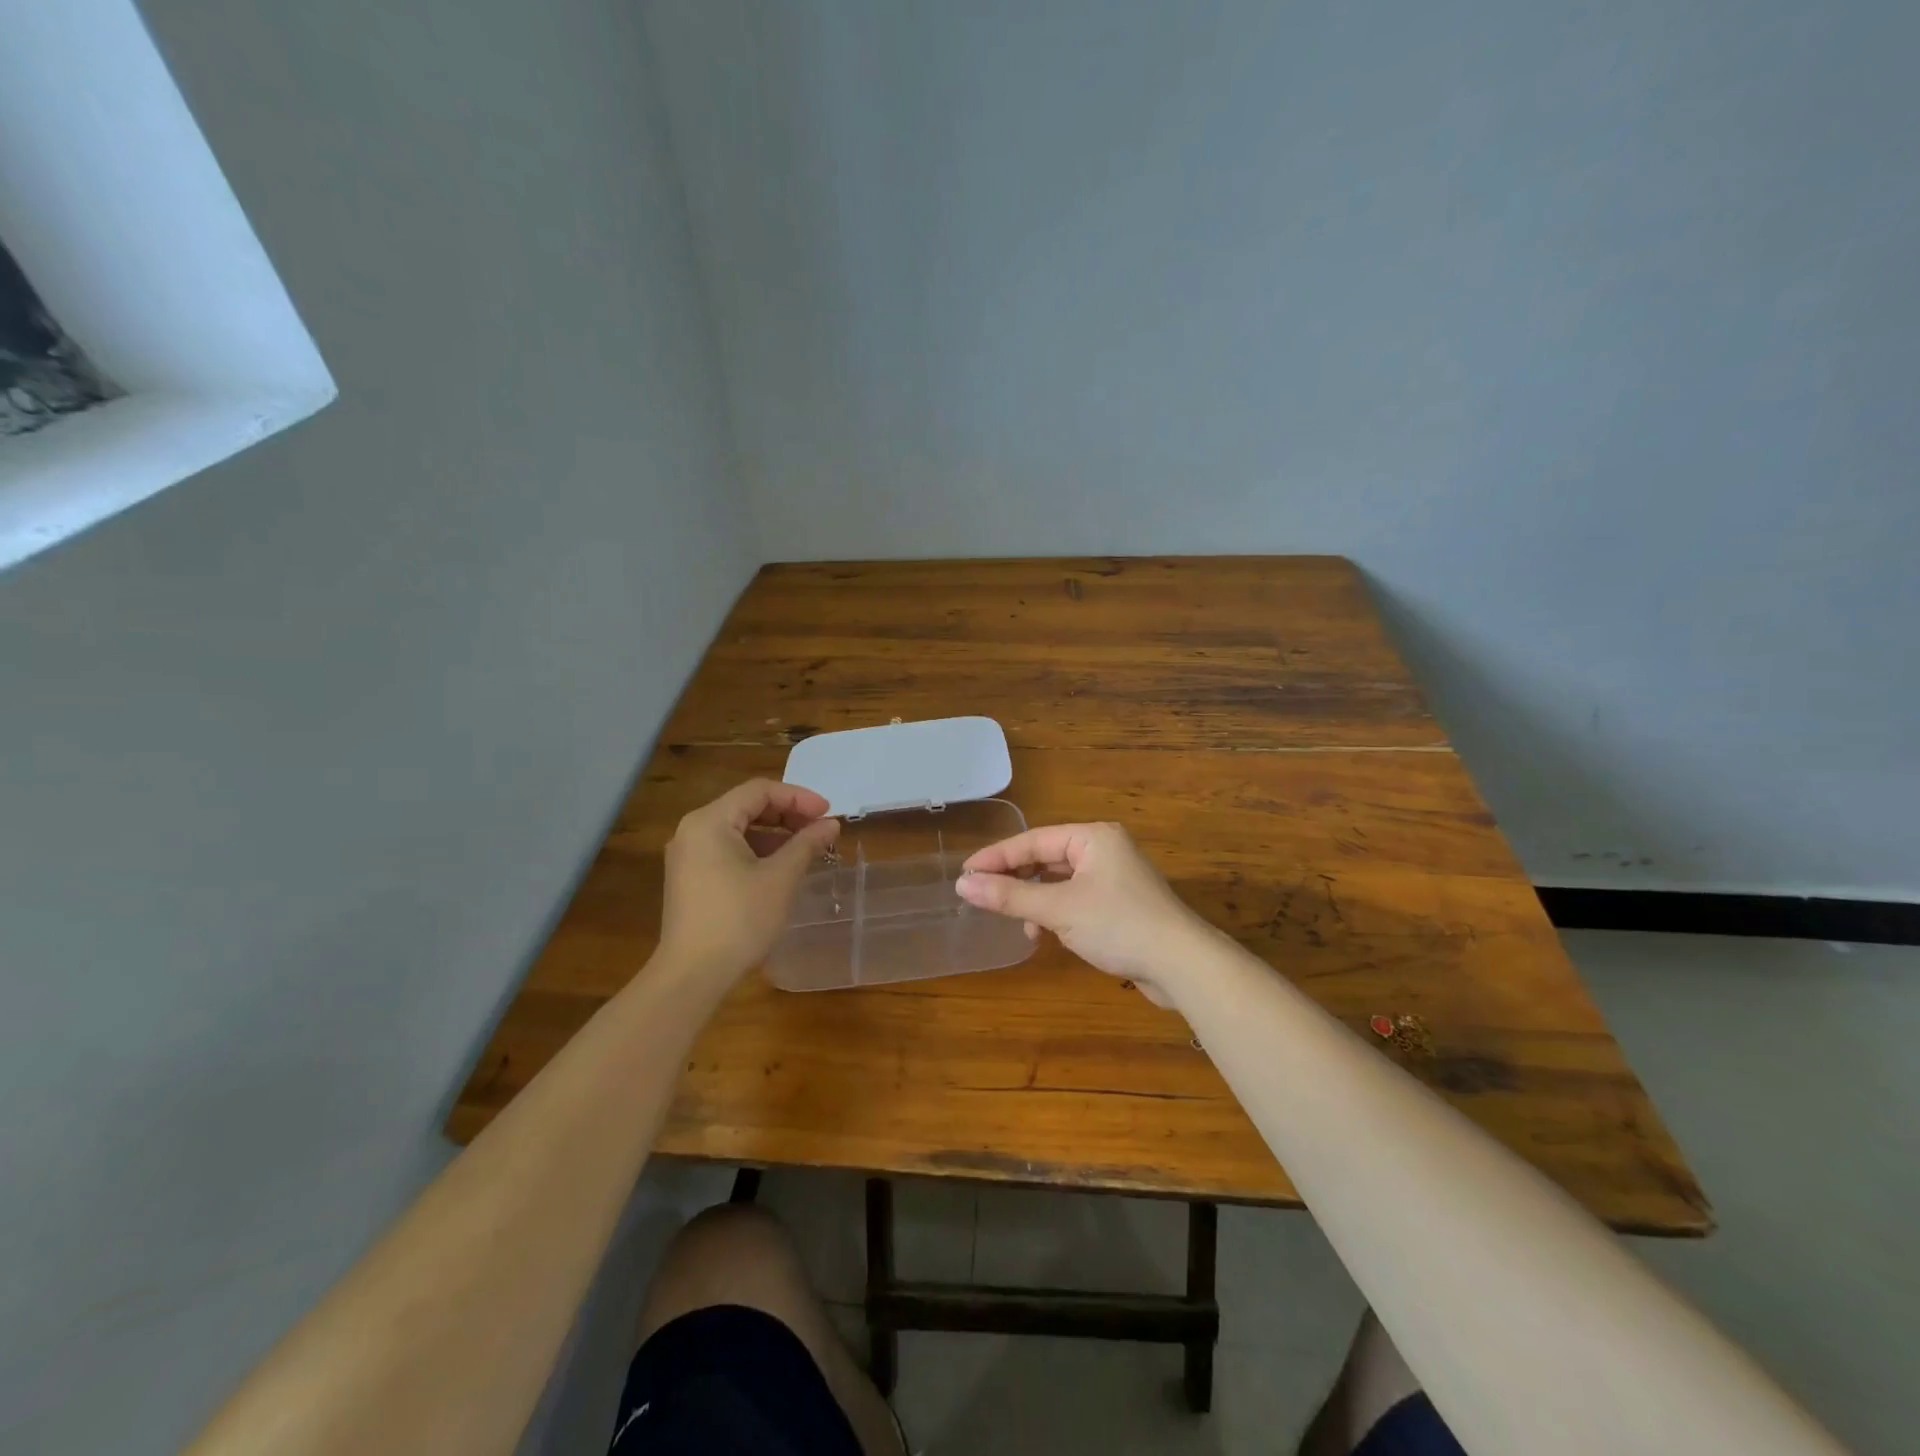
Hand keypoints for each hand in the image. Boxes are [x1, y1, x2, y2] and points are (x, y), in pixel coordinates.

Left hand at [656, 779, 839, 983]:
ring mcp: (688, 855)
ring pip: (739, 829)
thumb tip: (830, 825)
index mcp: (709, 821)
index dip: (798, 797)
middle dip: (788, 814)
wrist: (692, 975)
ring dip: (775, 834)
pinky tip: (781, 868)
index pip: (759, 791)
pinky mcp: (690, 878)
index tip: (828, 814)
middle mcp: (693, 830)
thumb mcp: (780, 878)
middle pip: (747, 806)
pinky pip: (728, 850)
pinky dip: (757, 851)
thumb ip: (806, 844)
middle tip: (820, 829)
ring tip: (807, 849)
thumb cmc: (739, 919)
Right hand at [956, 822, 1219, 1002]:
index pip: (1033, 841)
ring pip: (1060, 882)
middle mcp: (1104, 849)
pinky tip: (1049, 936)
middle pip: (1046, 859)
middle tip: (985, 898)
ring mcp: (1115, 878)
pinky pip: (1076, 900)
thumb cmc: (1118, 925)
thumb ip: (1010, 896)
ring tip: (1022, 926)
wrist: (1183, 965)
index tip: (964, 874)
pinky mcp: (1120, 905)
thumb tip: (963, 885)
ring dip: (1037, 902)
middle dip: (1017, 881)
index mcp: (1093, 837)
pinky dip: (1057, 914)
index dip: (996, 858)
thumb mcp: (1058, 910)